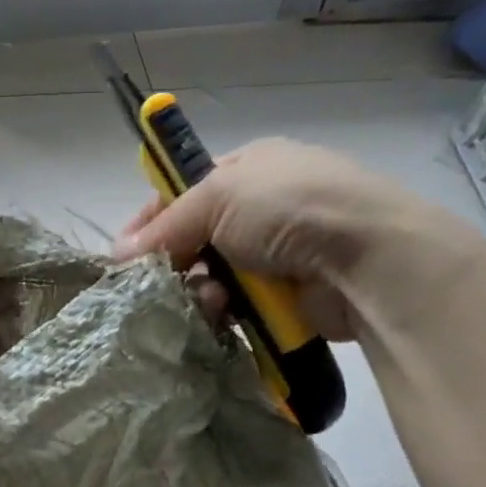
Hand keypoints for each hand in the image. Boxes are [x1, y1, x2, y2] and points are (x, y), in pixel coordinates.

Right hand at [112, 138, 485, 341]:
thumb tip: (118, 254)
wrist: (367, 259)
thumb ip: (165, 225)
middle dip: (174, 263)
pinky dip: (225, 313)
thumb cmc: (290, 208)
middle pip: (195, 239)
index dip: (151, 220)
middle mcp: (262, 208)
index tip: (124, 253)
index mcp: (249, 168)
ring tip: (207, 301)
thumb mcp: (218, 196)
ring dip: (200, 291)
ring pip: (213, 277)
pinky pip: (237, 306)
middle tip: (157, 285)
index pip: (184, 192)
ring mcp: (276, 253)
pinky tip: (224, 317)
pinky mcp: (286, 295)